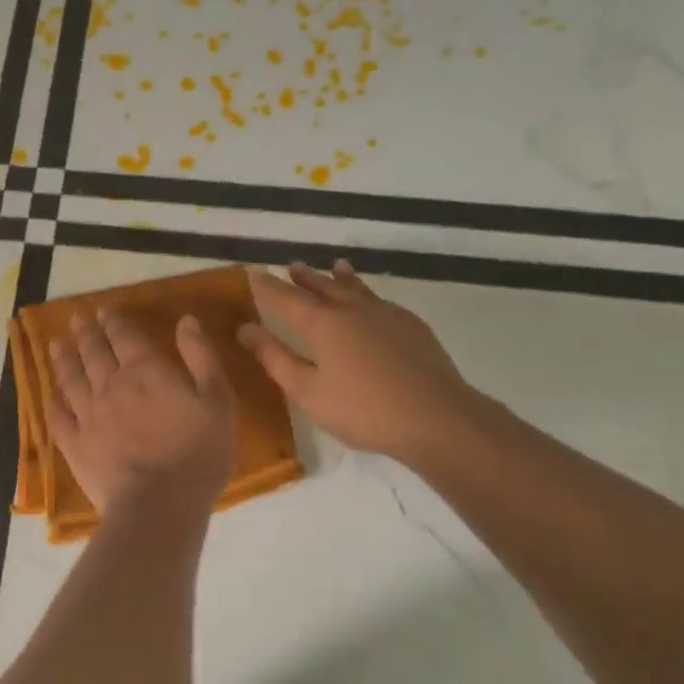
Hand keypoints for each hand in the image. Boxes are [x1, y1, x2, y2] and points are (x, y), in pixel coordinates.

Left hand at [46, 307, 236, 529]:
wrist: (159, 505)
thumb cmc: (197, 453)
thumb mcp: (217, 400)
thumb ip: (200, 357)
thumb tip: (185, 320)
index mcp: (145, 371)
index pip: (125, 337)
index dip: (113, 321)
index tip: (102, 310)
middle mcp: (111, 385)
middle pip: (94, 352)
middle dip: (85, 333)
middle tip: (76, 318)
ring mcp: (88, 415)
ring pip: (71, 379)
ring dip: (63, 359)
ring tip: (55, 344)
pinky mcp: (75, 445)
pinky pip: (58, 418)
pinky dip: (52, 403)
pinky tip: (49, 395)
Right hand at [240, 261, 482, 466]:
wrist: (437, 417)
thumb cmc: (363, 410)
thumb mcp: (308, 391)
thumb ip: (275, 358)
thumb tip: (245, 328)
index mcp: (323, 324)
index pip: (286, 298)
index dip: (268, 286)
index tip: (253, 271)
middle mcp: (352, 310)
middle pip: (323, 287)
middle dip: (305, 278)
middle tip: (293, 265)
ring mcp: (386, 315)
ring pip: (357, 289)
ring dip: (341, 278)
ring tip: (336, 266)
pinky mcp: (412, 327)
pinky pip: (381, 300)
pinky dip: (369, 293)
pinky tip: (373, 301)